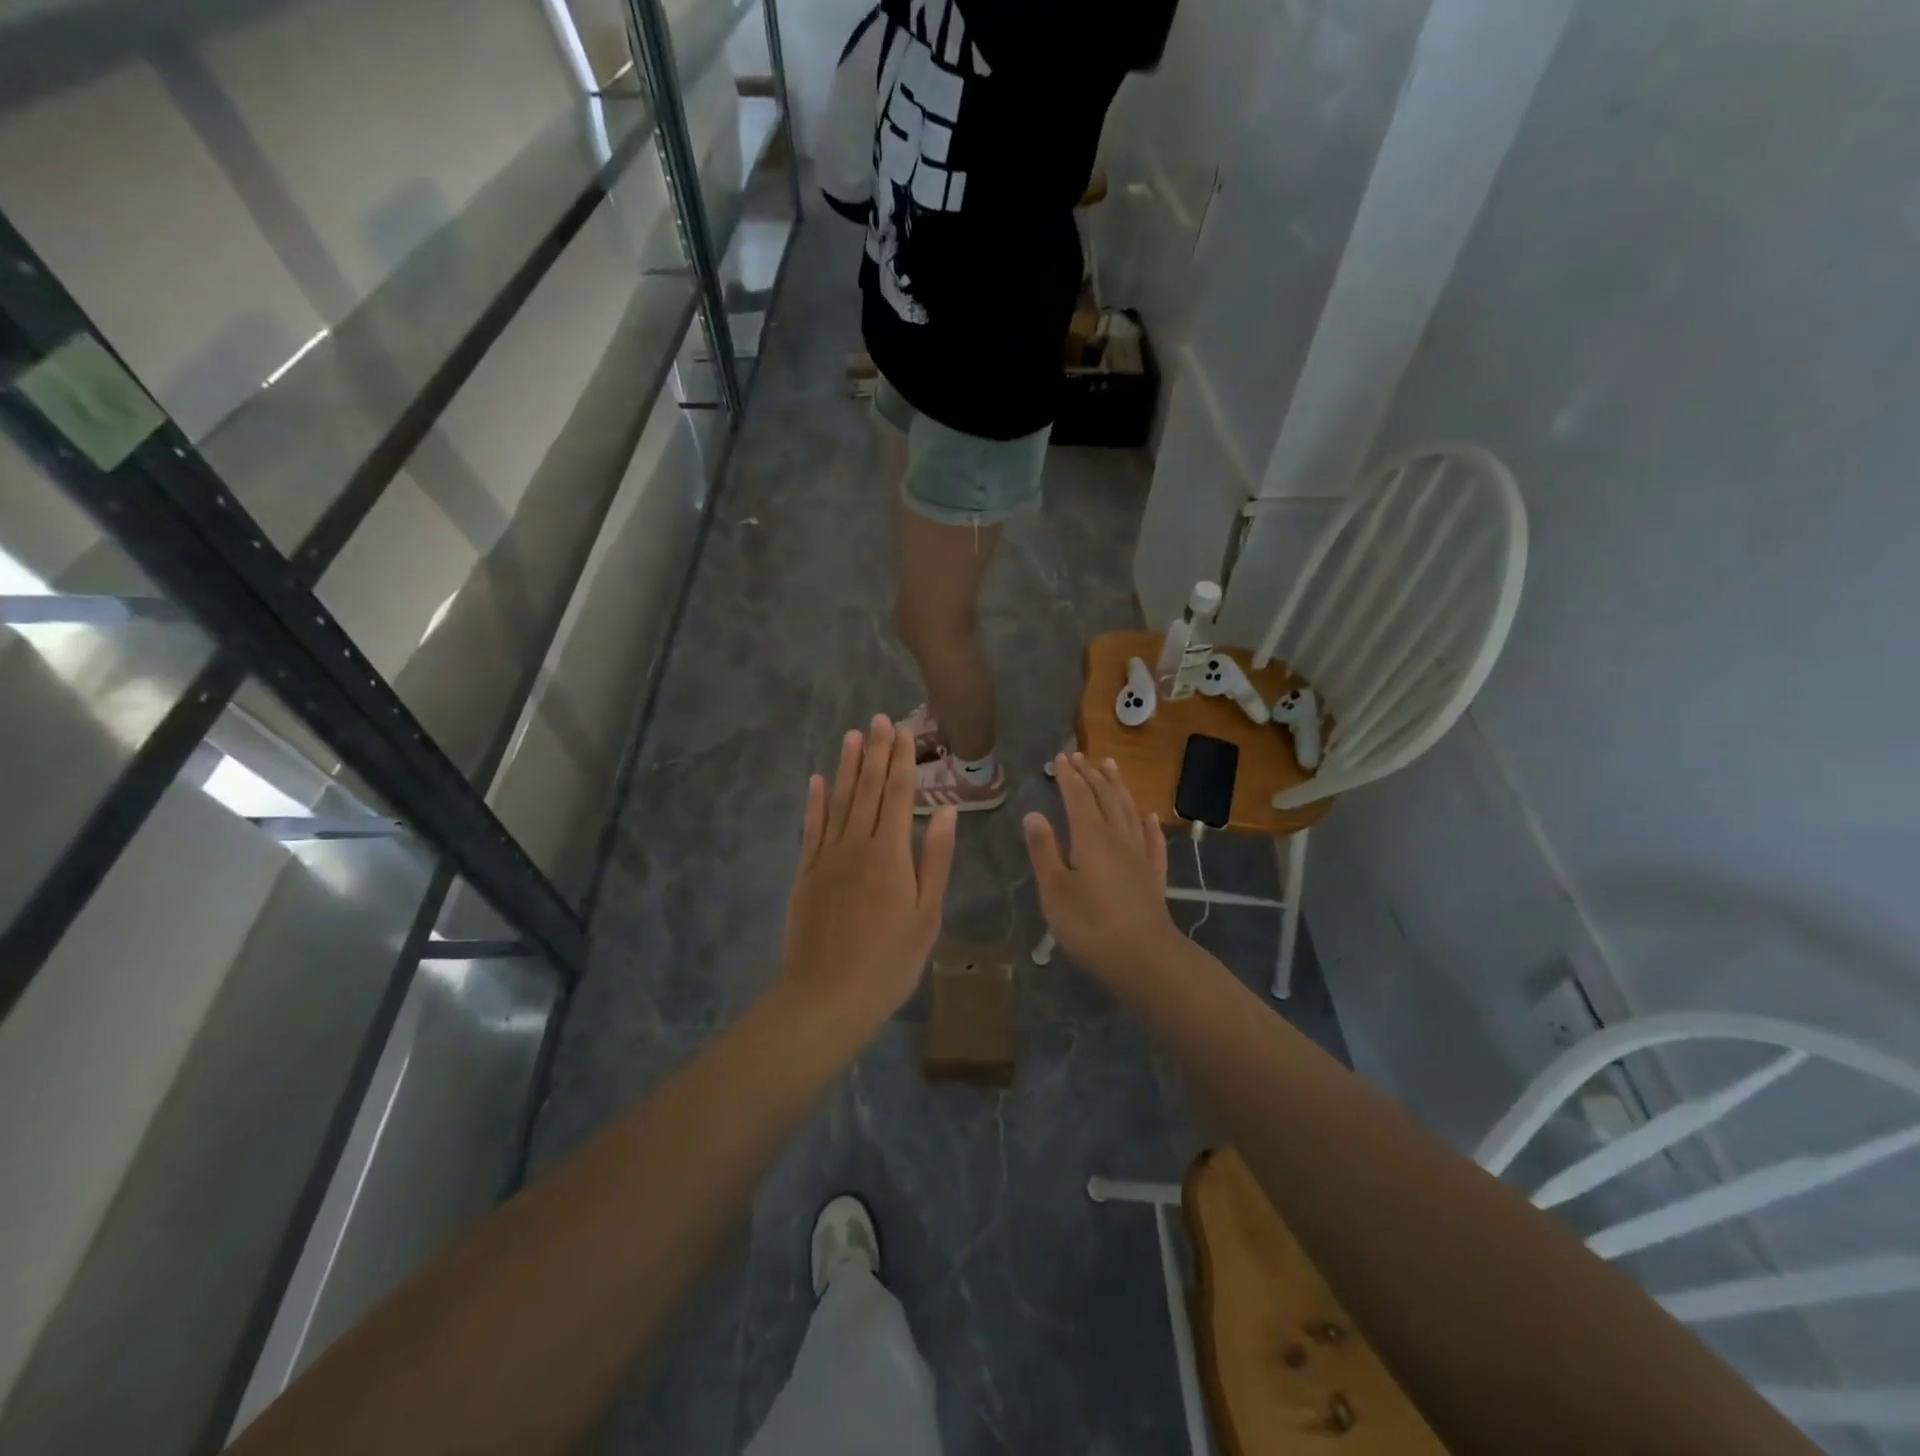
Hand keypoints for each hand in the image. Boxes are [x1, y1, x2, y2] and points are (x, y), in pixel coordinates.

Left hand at [781, 716, 957, 1032]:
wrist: (827, 997)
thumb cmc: (889, 961)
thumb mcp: (927, 915)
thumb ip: (936, 859)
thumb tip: (945, 811)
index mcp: (890, 853)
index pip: (897, 794)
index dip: (901, 760)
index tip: (904, 731)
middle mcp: (856, 844)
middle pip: (867, 788)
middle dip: (875, 752)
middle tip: (879, 718)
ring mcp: (826, 857)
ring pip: (838, 801)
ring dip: (846, 766)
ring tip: (852, 735)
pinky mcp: (805, 873)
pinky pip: (811, 828)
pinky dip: (814, 802)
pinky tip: (816, 780)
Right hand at [1023, 753, 1179, 984]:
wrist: (1145, 957)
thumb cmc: (1090, 924)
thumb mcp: (1054, 889)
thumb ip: (1043, 850)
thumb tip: (1033, 814)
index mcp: (1089, 836)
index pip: (1077, 796)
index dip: (1068, 776)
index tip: (1060, 758)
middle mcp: (1117, 836)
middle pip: (1105, 797)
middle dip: (1091, 774)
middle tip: (1080, 757)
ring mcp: (1140, 854)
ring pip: (1129, 810)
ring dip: (1118, 787)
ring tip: (1111, 767)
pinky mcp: (1154, 874)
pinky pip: (1152, 839)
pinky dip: (1148, 823)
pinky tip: (1149, 816)